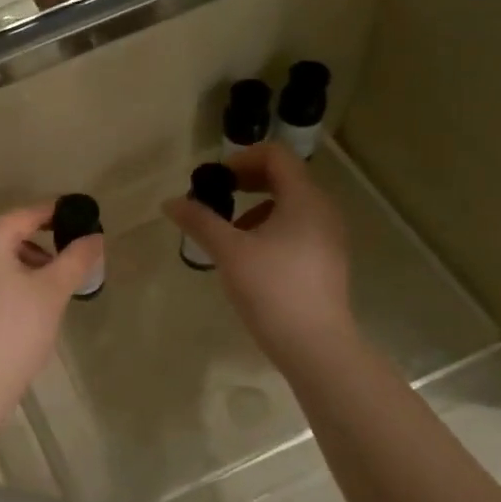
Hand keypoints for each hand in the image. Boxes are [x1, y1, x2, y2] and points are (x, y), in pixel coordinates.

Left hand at [0, 205, 99, 397]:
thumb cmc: (16, 327)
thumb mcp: (53, 289)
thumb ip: (76, 258)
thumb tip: (95, 237)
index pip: (27, 215)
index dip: (57, 214)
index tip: (84, 217)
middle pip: (12, 233)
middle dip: (45, 243)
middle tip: (76, 257)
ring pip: (1, 255)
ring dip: (30, 262)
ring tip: (57, 284)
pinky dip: (13, 276)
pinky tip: (33, 298)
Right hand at [163, 143, 354, 362]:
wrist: (315, 346)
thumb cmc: (272, 290)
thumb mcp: (229, 252)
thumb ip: (200, 221)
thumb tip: (171, 202)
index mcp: (304, 199)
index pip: (276, 155)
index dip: (242, 158)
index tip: (215, 180)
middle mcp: (323, 210)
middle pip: (284, 177)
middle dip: (246, 182)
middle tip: (216, 200)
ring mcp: (329, 237)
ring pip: (290, 205)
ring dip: (256, 207)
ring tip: (228, 234)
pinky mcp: (327, 260)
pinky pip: (298, 228)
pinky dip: (271, 228)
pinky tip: (249, 258)